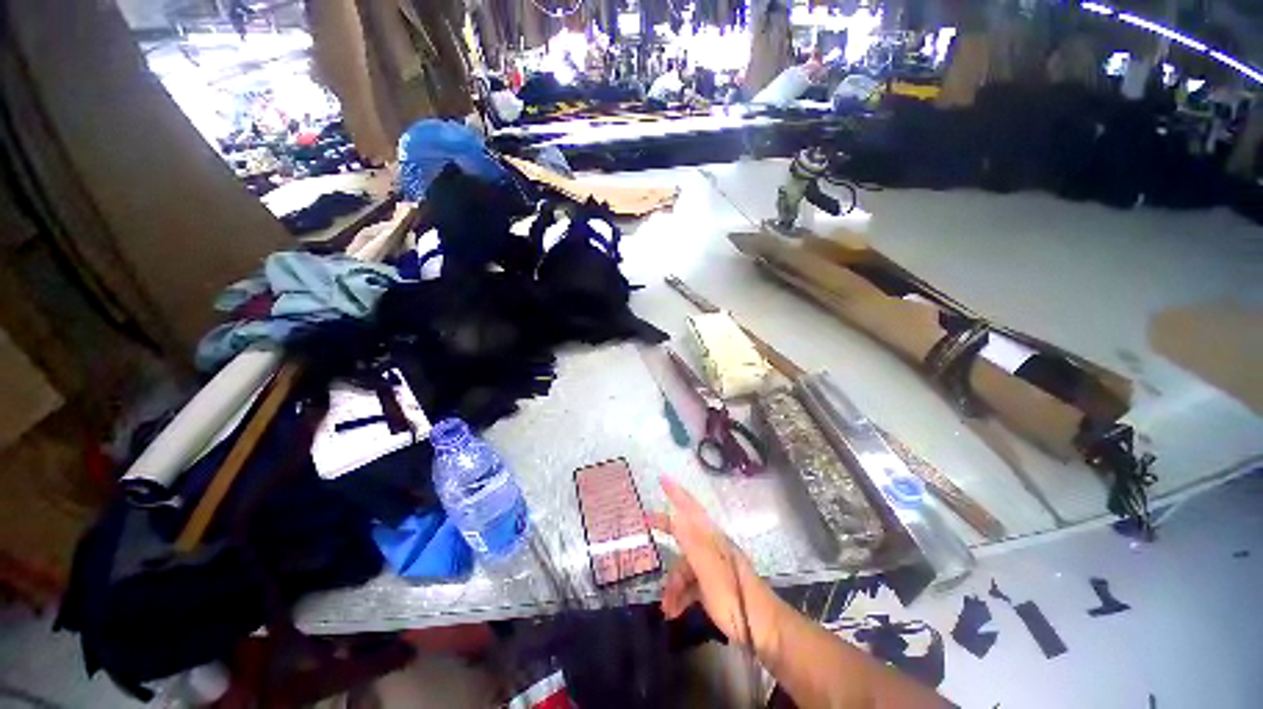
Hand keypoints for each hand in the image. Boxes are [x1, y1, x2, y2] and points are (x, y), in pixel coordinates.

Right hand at [647, 477, 776, 649]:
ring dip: (673, 585)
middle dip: (666, 531)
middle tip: (646, 524)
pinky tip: (674, 612)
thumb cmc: (735, 597)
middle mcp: (713, 548)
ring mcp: (713, 567)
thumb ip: (691, 541)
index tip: (662, 479)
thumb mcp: (709, 569)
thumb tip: (675, 514)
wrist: (764, 630)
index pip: (692, 510)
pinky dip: (681, 596)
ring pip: (685, 567)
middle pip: (684, 535)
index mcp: (713, 540)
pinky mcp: (714, 586)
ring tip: (667, 607)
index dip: (677, 494)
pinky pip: (691, 584)